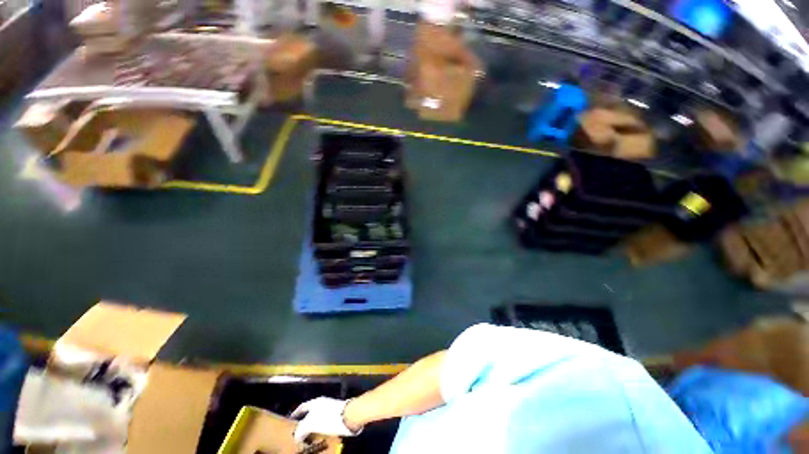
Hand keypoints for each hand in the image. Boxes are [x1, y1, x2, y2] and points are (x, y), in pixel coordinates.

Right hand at [291, 397, 361, 442]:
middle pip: (310, 414)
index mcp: (315, 402)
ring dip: (313, 430)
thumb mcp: (310, 423)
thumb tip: (297, 436)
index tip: (290, 422)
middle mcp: (322, 404)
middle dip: (304, 425)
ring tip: (308, 441)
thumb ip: (301, 429)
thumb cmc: (328, 417)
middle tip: (298, 436)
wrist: (350, 415)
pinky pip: (325, 425)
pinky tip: (319, 440)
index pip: (302, 407)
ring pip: (318, 421)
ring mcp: (330, 409)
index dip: (295, 415)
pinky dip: (321, 432)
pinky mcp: (337, 416)